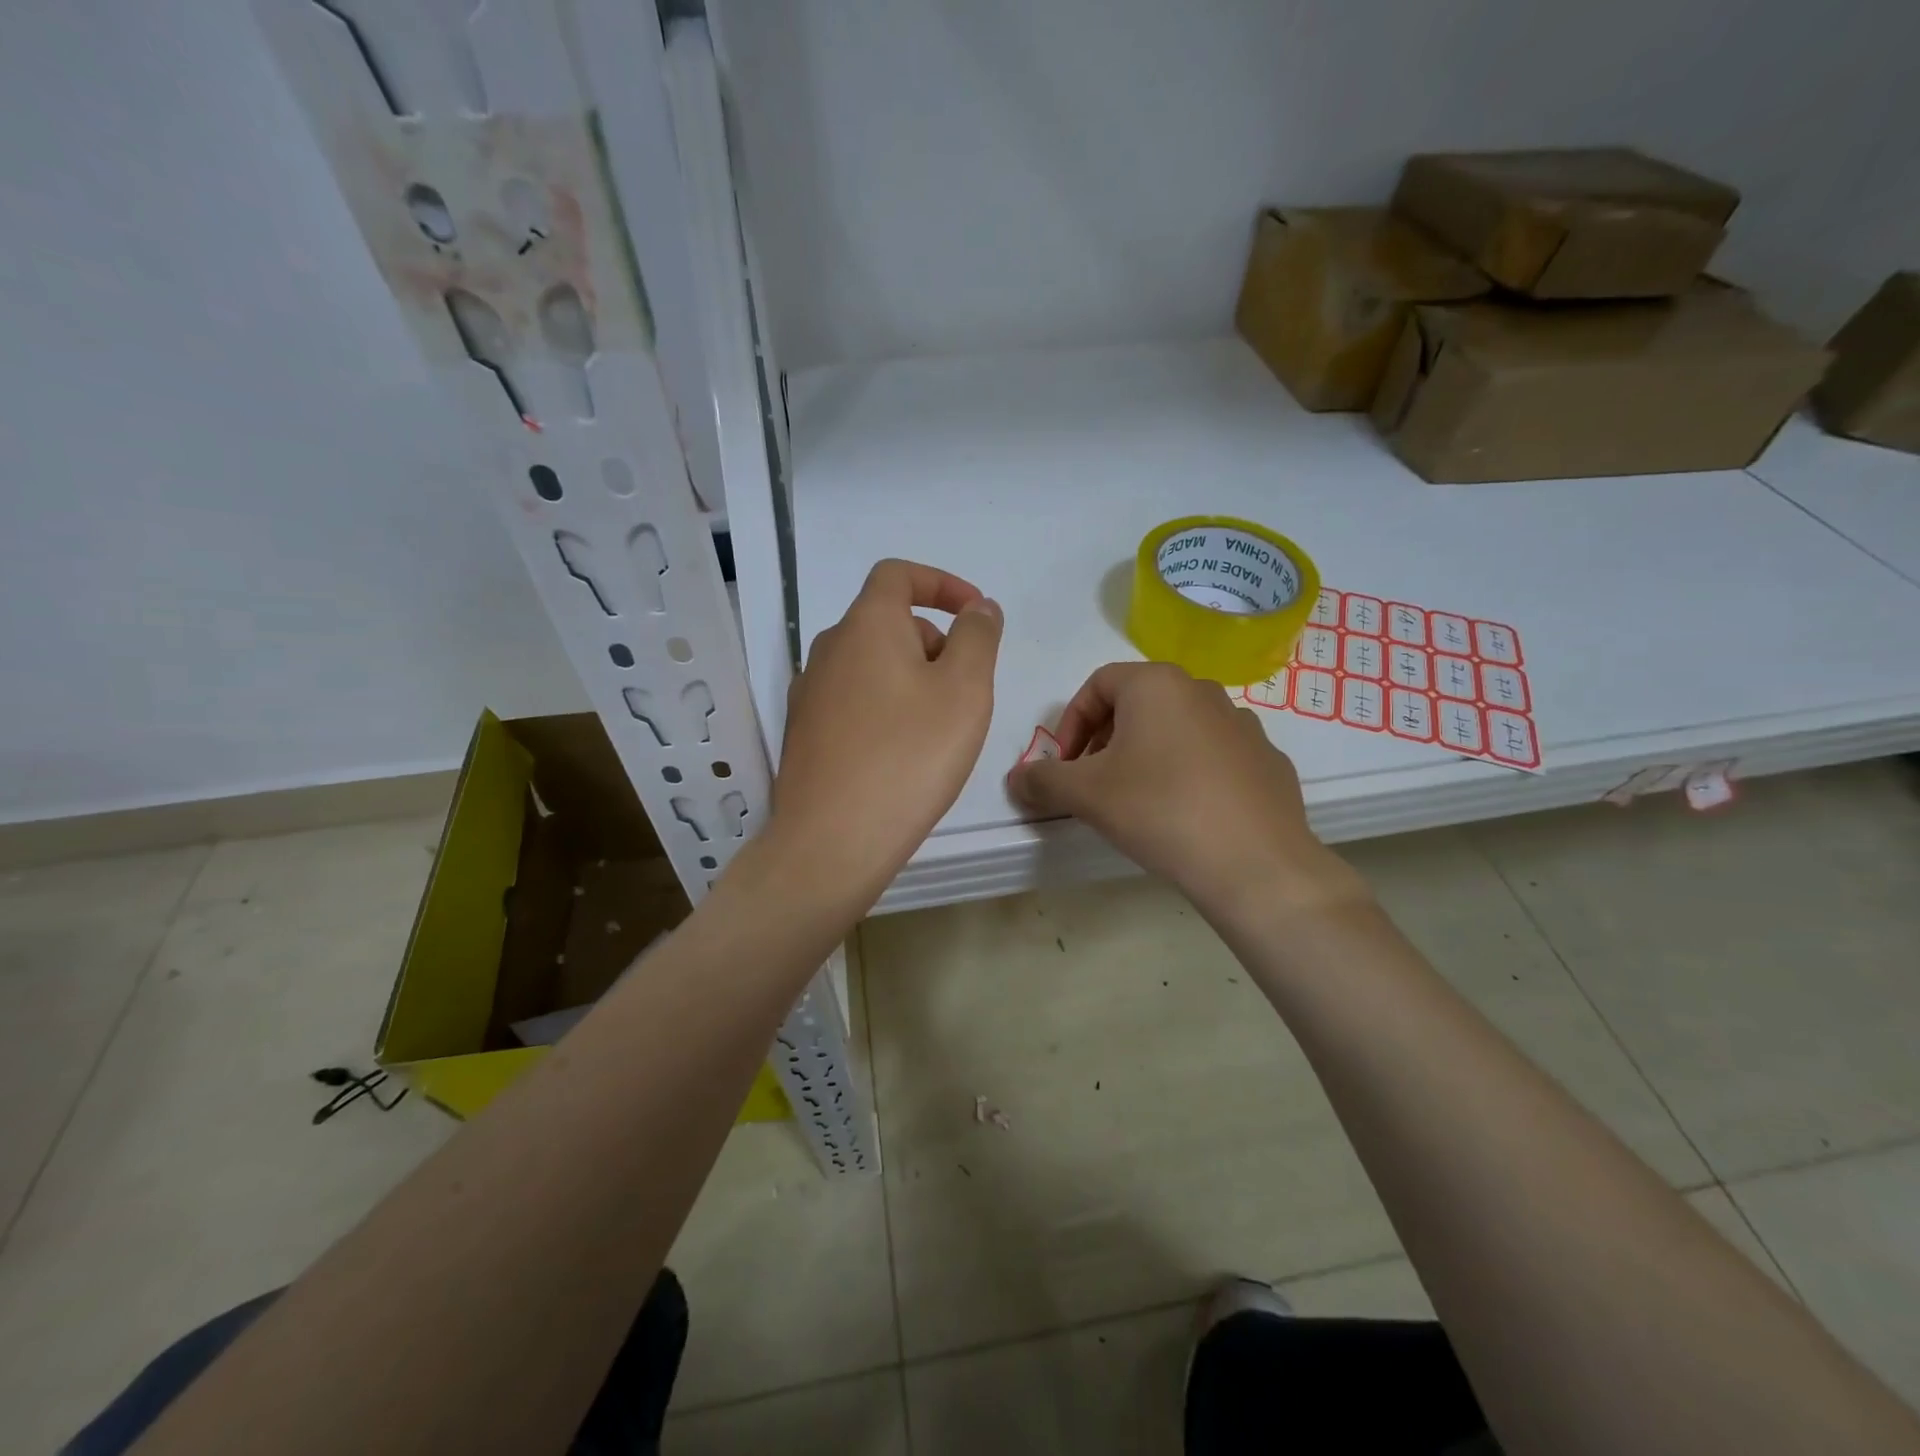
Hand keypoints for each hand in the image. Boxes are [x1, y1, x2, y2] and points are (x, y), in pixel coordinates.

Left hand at [766, 559, 1002, 912]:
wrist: (832, 840)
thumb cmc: (909, 756)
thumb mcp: (965, 690)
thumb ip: (978, 637)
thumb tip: (978, 608)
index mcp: (865, 626)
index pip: (898, 575)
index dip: (941, 584)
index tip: (975, 613)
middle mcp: (829, 650)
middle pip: (887, 623)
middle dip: (934, 642)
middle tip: (965, 692)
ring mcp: (809, 694)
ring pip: (871, 666)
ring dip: (911, 679)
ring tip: (938, 730)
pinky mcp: (804, 734)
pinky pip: (854, 702)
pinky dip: (886, 709)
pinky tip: (902, 755)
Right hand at [1007, 662, 1364, 919]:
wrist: (1255, 864)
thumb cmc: (1159, 811)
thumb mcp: (1085, 795)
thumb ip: (1042, 780)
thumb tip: (1017, 779)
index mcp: (1157, 684)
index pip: (1097, 685)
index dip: (1070, 724)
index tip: (1065, 767)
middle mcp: (1203, 690)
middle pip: (1137, 704)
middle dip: (1106, 740)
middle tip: (1095, 784)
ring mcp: (1243, 725)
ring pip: (1177, 730)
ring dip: (1147, 755)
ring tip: (1139, 801)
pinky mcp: (1267, 760)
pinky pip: (1214, 757)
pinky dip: (1190, 774)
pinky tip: (1186, 816)